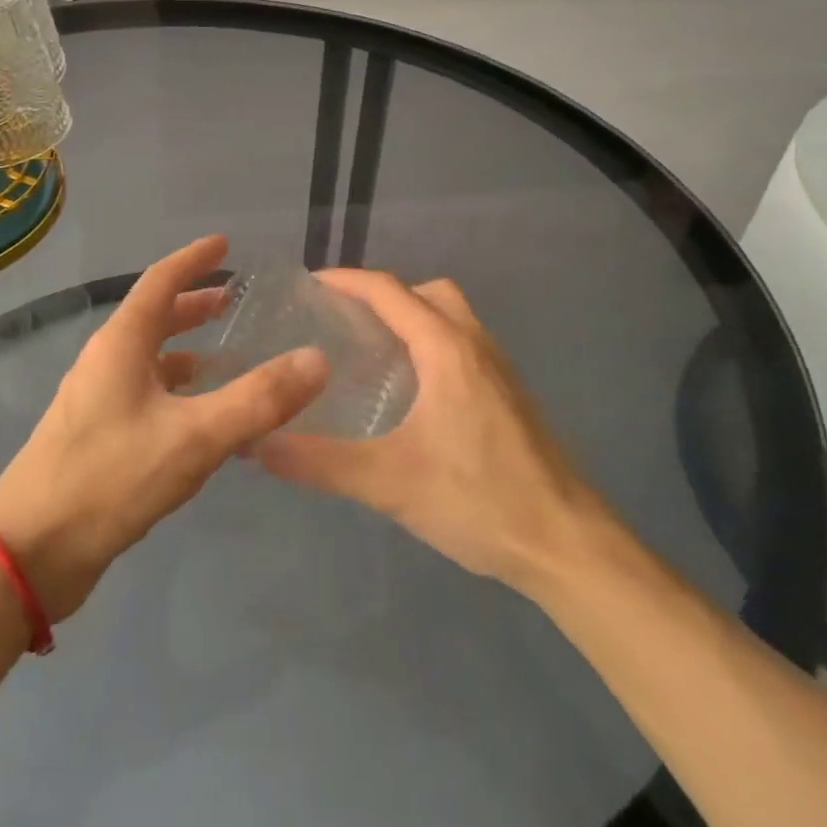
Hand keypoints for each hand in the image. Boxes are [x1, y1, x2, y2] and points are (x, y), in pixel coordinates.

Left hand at [0, 236, 328, 620]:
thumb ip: (258, 399)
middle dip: (193, 305)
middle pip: (153, 317)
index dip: (194, 259)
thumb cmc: (109, 478)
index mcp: (122, 343)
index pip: (161, 281)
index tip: (224, 245)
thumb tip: (317, 359)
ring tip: (225, 357)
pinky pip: (144, 395)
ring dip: (185, 350)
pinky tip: (199, 418)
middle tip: (232, 300)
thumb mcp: (195, 436)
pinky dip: (176, 391)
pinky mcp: (95, 437)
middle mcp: (105, 361)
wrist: (28, 552)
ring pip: (149, 359)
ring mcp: (96, 401)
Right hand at [254, 270, 606, 599]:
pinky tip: (415, 393)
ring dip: (414, 317)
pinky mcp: (511, 395)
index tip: (309, 285)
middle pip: (427, 292)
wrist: (568, 545)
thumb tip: (258, 444)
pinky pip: (465, 344)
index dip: (347, 281)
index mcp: (446, 349)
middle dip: (384, 295)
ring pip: (453, 316)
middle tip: (344, 322)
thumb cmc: (479, 501)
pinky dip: (434, 343)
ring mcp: (500, 369)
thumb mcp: (388, 483)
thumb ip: (320, 462)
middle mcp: (476, 345)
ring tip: (374, 352)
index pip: (389, 291)